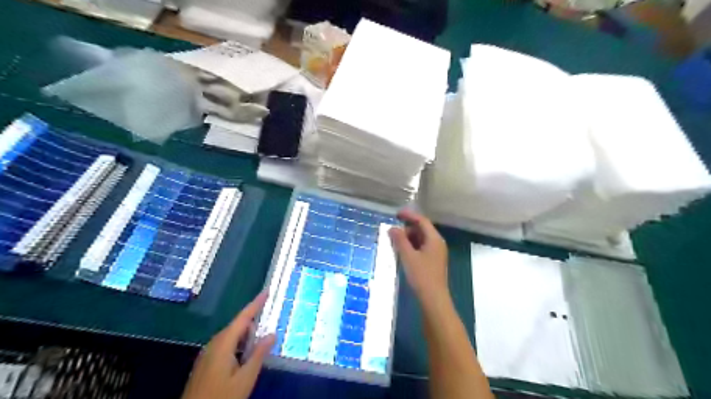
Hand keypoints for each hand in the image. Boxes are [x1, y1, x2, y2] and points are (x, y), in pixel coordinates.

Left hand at [180, 291, 273, 397]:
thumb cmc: (221, 397)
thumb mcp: (245, 378)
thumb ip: (258, 354)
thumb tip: (271, 334)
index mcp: (224, 343)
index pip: (243, 317)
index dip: (256, 303)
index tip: (267, 291)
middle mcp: (214, 344)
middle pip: (237, 326)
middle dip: (253, 324)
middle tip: (269, 327)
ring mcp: (208, 353)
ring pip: (231, 336)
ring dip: (246, 337)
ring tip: (259, 345)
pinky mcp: (206, 363)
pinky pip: (226, 345)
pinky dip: (238, 345)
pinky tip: (245, 357)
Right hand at [388, 209, 449, 305]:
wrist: (433, 299)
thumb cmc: (422, 276)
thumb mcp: (408, 256)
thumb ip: (400, 240)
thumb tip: (392, 228)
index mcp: (434, 239)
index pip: (422, 221)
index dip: (409, 215)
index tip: (396, 214)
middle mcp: (437, 243)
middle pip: (422, 230)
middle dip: (407, 229)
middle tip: (392, 233)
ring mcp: (436, 253)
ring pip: (421, 239)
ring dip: (408, 239)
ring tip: (395, 243)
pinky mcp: (433, 262)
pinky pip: (421, 248)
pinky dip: (412, 247)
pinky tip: (402, 253)